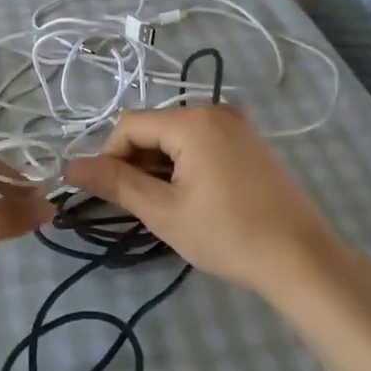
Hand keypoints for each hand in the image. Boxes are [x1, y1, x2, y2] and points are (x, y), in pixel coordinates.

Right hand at [65, 105, 343, 295]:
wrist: (300, 259)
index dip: (109, 158)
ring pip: (176, 139)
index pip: (128, 126)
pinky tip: (191, 199)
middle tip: (139, 207)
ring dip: (159, 168)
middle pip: (153, 129)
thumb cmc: (226, 234)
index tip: (110, 196)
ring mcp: (238, 126)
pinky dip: (184, 167)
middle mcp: (215, 111)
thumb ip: (115, 183)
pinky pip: (201, 145)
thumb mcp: (162, 211)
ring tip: (166, 207)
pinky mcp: (250, 145)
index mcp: (193, 120)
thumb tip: (69, 166)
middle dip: (136, 164)